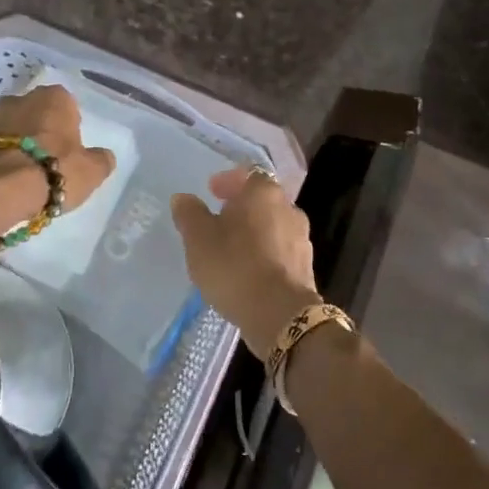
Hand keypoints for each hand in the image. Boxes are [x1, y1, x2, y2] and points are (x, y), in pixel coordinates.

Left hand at [0, 86, 116, 228]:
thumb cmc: (52, 171)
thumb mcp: (91, 172)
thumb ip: (100, 160)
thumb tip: (104, 156)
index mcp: (55, 98)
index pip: (67, 106)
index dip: (68, 129)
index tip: (68, 152)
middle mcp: (21, 97)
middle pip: (35, 114)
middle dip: (39, 133)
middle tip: (45, 164)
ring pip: (10, 128)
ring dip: (15, 145)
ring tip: (20, 177)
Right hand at [171, 167, 322, 358]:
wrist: (280, 315)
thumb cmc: (235, 266)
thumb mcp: (198, 239)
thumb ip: (190, 214)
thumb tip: (183, 198)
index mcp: (263, 193)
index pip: (248, 174)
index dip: (229, 181)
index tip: (212, 191)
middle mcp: (288, 209)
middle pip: (262, 200)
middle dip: (241, 207)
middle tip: (218, 219)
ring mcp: (301, 239)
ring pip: (273, 225)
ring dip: (254, 231)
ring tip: (231, 248)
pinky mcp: (305, 267)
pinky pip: (280, 251)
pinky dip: (264, 253)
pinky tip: (249, 270)